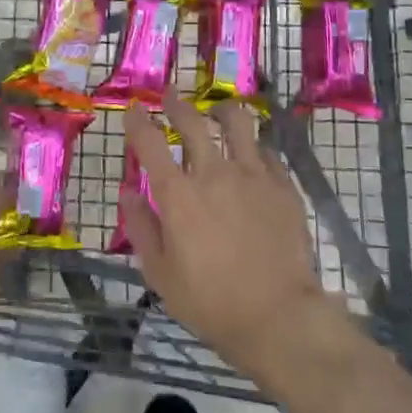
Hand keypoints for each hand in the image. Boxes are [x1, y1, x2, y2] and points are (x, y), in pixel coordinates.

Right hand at [119, 93, 334, 381]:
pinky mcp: (283, 186)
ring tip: (217, 111)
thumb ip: (140, 227)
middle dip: (177, 104)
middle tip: (170, 97)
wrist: (278, 316)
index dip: (138, 121)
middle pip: (193, 122)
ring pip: (237, 123)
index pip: (150, 142)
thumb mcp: (159, 273)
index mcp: (178, 194)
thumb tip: (128, 193)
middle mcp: (214, 173)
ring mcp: (253, 176)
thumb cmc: (210, 301)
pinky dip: (253, 147)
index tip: (134, 109)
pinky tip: (251, 153)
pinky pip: (266, 152)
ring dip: (221, 111)